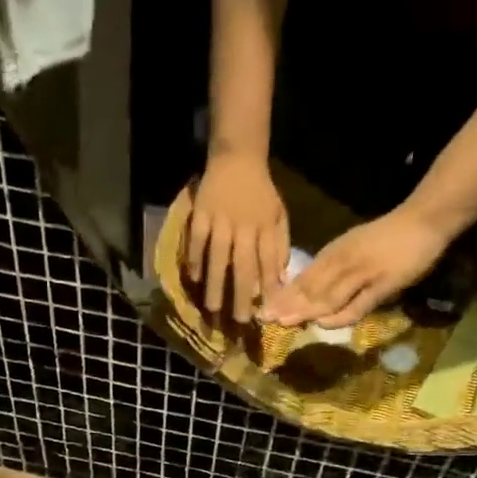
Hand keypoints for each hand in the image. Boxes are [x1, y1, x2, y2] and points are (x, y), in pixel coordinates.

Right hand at [184, 151, 289, 322]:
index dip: (269, 287)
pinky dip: (195, 260)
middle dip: (243, 294)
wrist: (238, 156)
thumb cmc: (260, 191)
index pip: (269, 262)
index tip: (268, 312)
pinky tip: (195, 279)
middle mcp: (244, 227)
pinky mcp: (201, 214)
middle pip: (244, 265)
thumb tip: (281, 278)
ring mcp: (221, 221)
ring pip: (218, 257)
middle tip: (240, 321)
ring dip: (216, 284)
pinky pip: (197, 241)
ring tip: (214, 308)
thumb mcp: (278, 214)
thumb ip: (280, 244)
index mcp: (265, 228)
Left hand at [262, 204, 451, 328]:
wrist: (423, 220)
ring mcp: (362, 274)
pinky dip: (339, 316)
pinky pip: (357, 304)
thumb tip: (306, 292)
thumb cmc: (387, 237)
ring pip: (328, 295)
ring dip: (305, 310)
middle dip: (286, 304)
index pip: (303, 278)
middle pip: (310, 288)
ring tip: (284, 323)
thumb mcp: (352, 248)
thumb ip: (332, 269)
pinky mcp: (382, 285)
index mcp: (334, 253)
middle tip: (263, 319)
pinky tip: (323, 324)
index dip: (282, 295)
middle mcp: (343, 262)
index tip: (262, 309)